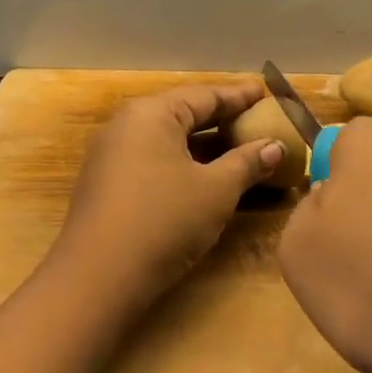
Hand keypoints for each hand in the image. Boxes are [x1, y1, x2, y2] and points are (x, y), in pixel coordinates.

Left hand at [53, 81, 286, 311]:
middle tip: (257, 119)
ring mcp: (111, 154)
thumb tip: (275, 146)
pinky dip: (183, 162)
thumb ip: (247, 163)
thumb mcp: (216, 191)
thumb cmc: (163, 221)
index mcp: (152, 113)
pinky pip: (153, 159)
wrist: (96, 280)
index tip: (266, 92)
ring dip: (204, 144)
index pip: (205, 95)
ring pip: (168, 139)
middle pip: (184, 113)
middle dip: (222, 119)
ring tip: (238, 147)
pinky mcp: (106, 183)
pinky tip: (205, 176)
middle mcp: (127, 124)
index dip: (239, 96)